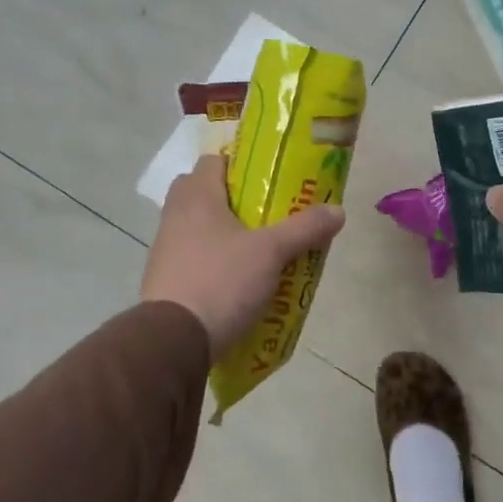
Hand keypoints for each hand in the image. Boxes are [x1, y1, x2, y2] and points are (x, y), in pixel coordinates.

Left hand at [143, 155, 345, 358]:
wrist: (172, 341)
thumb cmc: (221, 281)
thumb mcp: (272, 253)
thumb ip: (305, 228)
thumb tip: (338, 210)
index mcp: (197, 197)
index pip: (213, 160)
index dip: (240, 164)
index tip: (267, 179)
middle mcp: (175, 216)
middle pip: (203, 193)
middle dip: (232, 200)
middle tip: (264, 213)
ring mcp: (165, 250)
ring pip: (197, 227)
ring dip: (223, 233)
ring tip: (258, 249)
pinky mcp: (164, 280)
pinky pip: (192, 258)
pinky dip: (213, 262)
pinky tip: (237, 280)